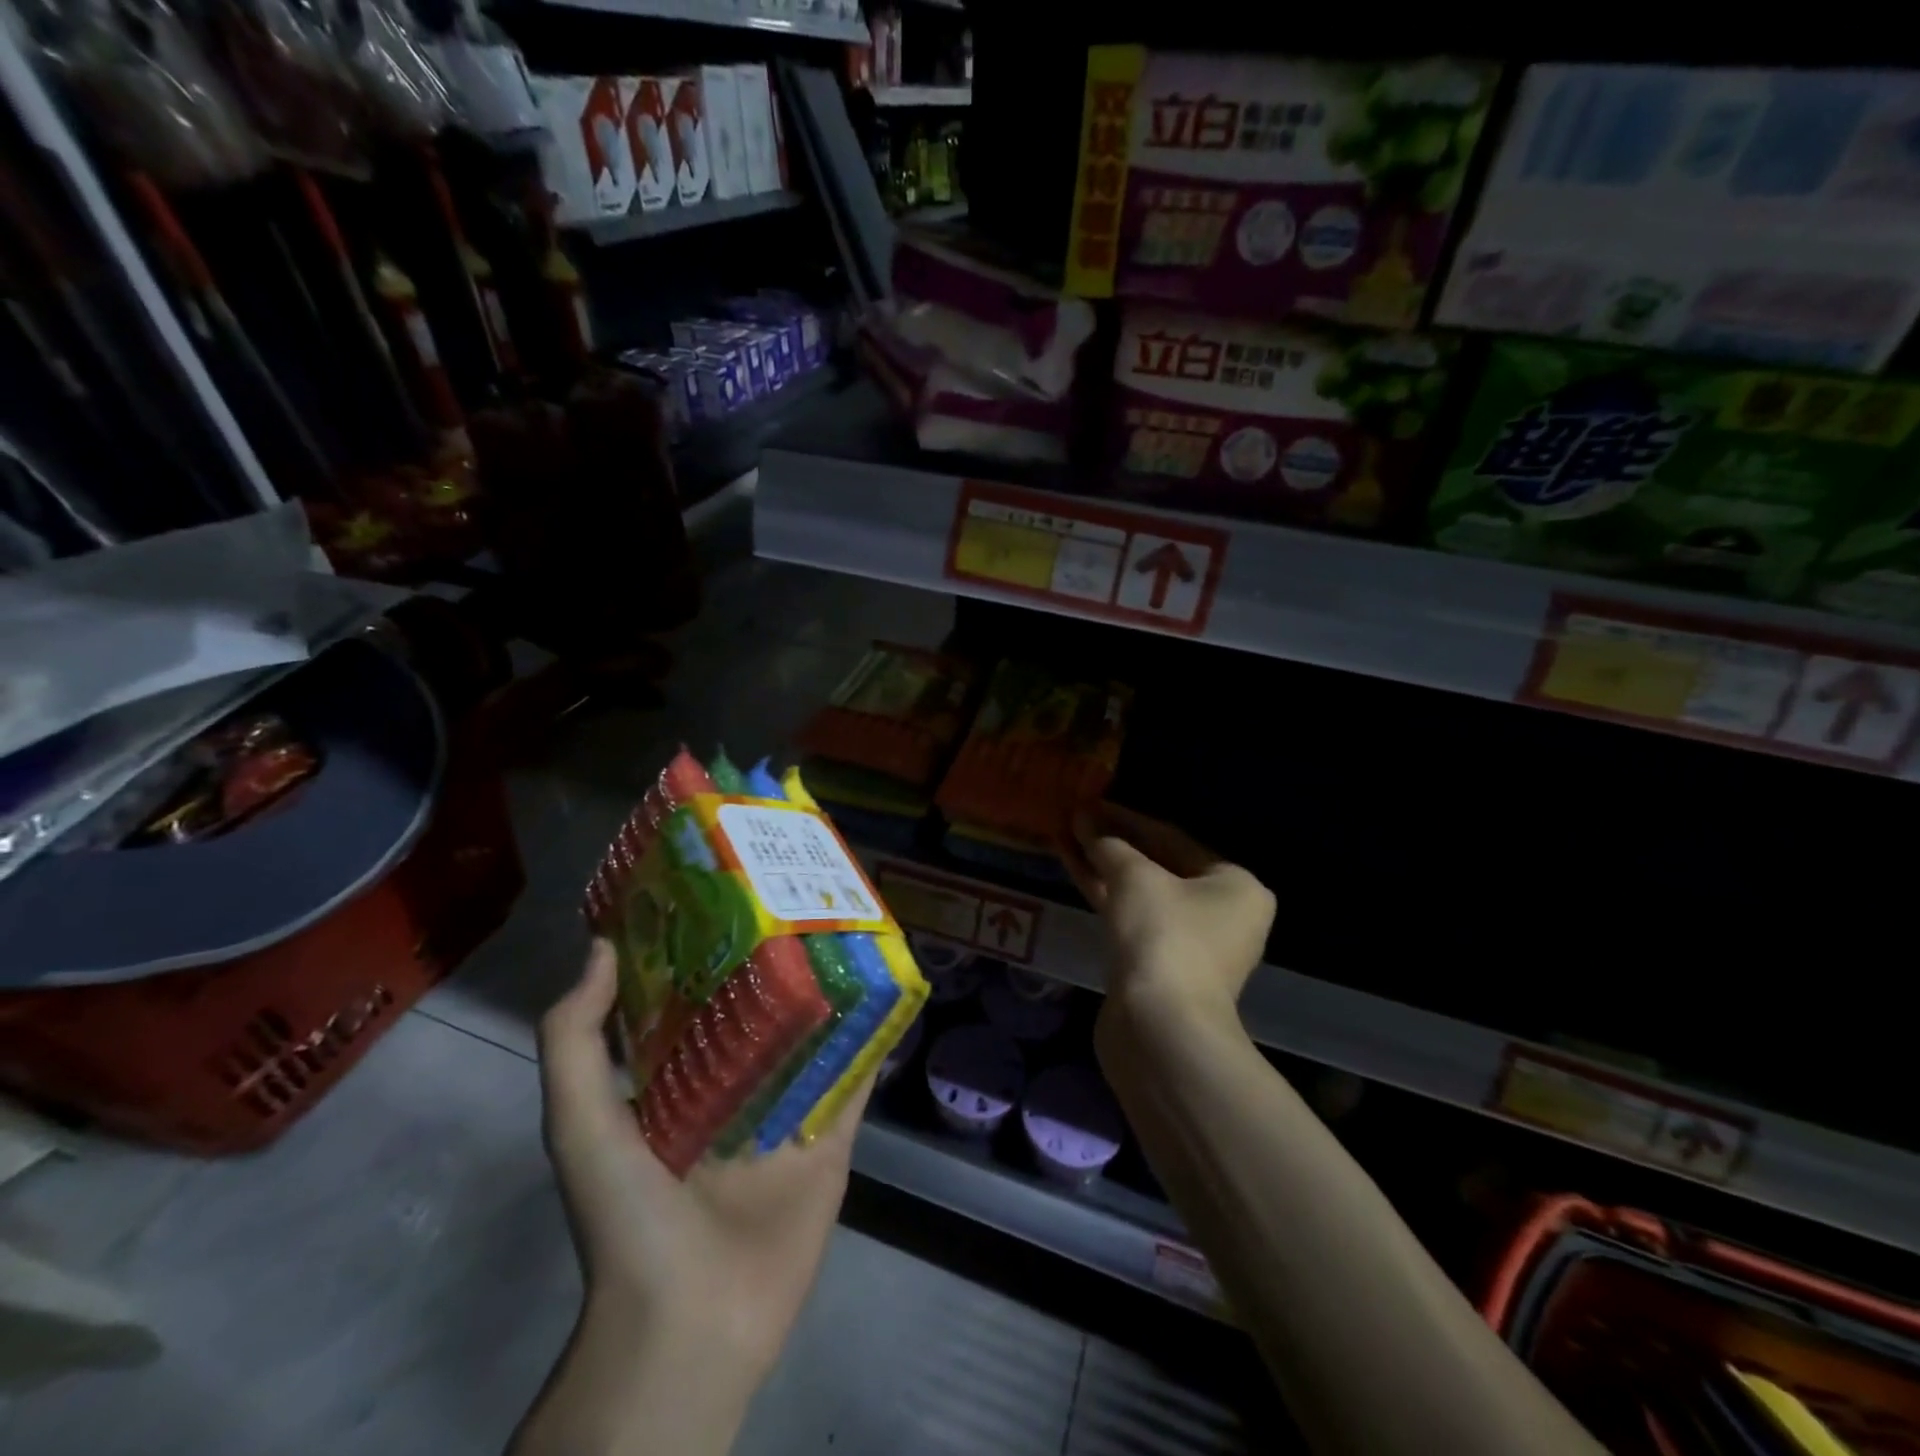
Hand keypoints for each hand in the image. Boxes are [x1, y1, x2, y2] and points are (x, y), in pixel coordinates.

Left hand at [537, 941, 870, 1388]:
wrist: (691, 1324)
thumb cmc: (631, 1217)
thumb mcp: (582, 1123)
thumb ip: (575, 1039)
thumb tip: (602, 945)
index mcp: (674, 1082)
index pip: (692, 1000)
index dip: (706, 949)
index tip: (727, 893)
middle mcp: (733, 1088)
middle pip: (761, 1011)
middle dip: (778, 961)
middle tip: (801, 897)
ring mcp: (786, 1113)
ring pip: (814, 1036)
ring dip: (831, 991)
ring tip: (852, 928)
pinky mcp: (831, 1138)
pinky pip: (855, 1078)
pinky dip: (873, 1037)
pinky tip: (891, 990)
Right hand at [1065, 802, 1275, 1017]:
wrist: (1160, 1027)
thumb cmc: (1163, 935)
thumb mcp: (1135, 877)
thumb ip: (1110, 845)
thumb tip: (1085, 822)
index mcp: (1235, 885)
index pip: (1173, 838)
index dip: (1127, 819)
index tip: (1092, 804)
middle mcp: (1222, 913)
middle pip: (1159, 866)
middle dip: (1114, 844)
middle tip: (1076, 821)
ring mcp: (1191, 944)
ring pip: (1141, 893)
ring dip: (1104, 868)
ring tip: (1066, 838)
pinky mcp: (1160, 966)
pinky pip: (1131, 918)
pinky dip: (1105, 895)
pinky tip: (1075, 869)